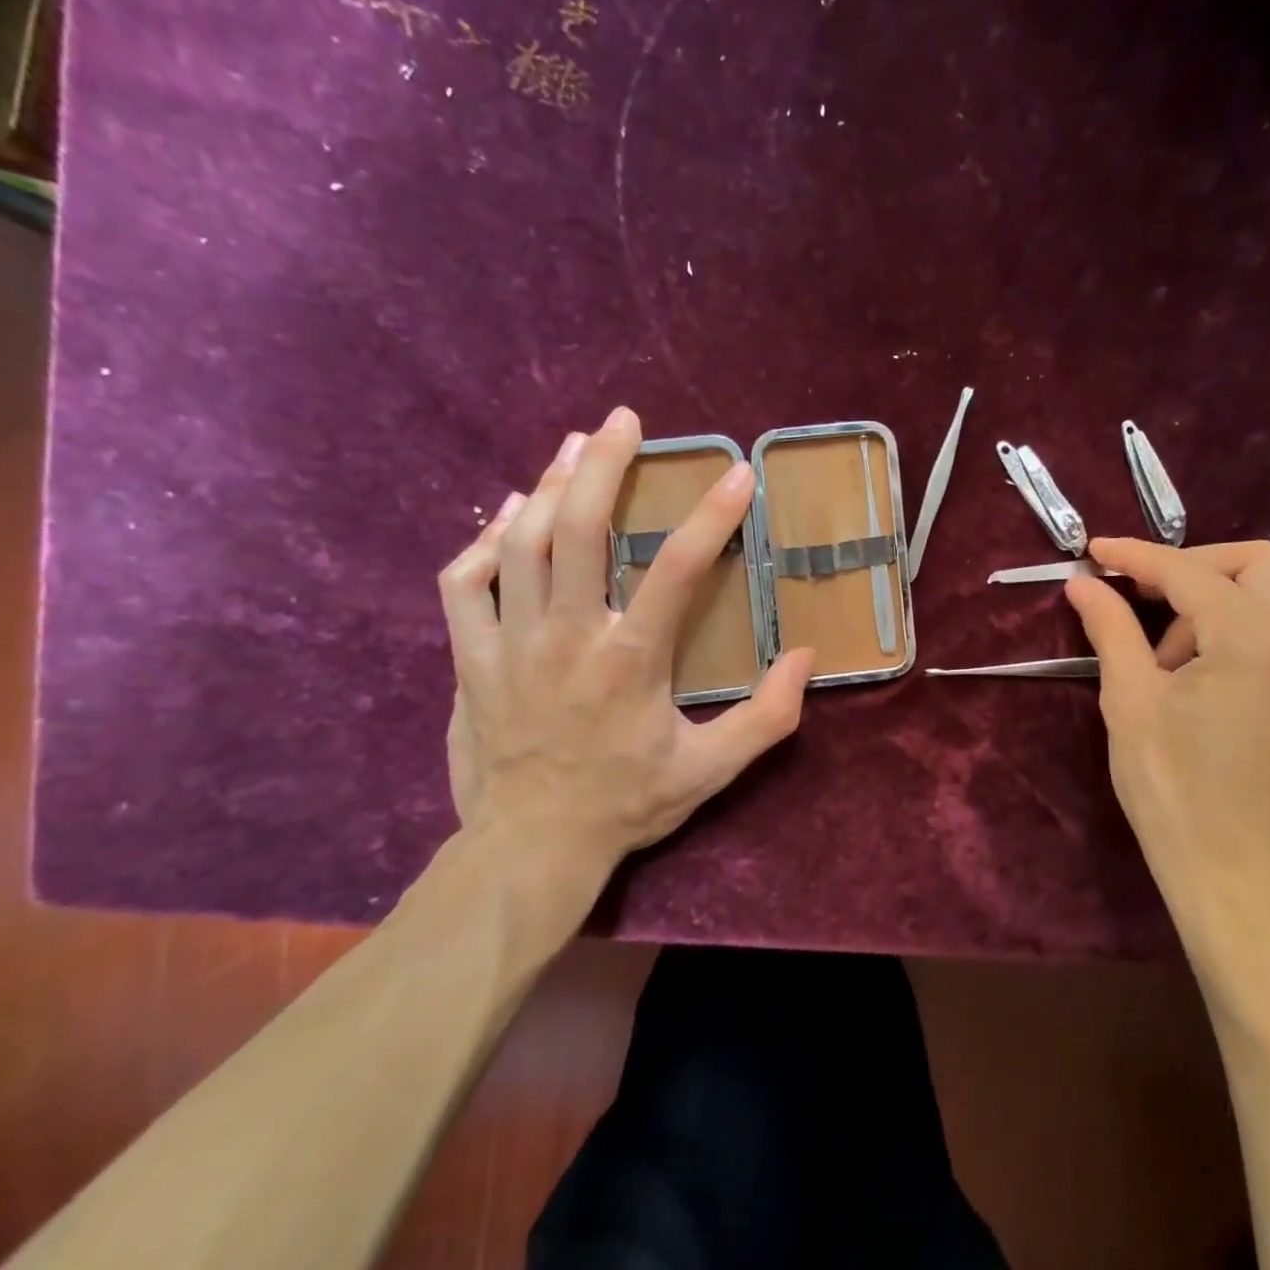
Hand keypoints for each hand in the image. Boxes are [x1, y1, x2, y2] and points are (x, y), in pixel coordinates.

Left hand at [437, 407, 814, 892]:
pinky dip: (483, 542)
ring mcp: (510, 643)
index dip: (711, 514)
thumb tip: (806, 658)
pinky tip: (507, 519)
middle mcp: (568, 636)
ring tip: (572, 446)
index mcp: (631, 660)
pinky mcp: (470, 658)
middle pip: (579, 528)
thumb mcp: (711, 771)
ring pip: (520, 542)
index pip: (676, 568)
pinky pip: (464, 583)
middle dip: (602, 464)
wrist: (530, 847)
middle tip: (623, 421)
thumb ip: (766, 717)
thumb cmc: (626, 804)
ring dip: (547, 485)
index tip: (737, 473)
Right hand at [1065, 539, 1269, 958]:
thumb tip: (1084, 584)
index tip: (1092, 552)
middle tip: (1138, 600)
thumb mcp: (1130, 702)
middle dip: (1189, 568)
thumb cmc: (1175, 790)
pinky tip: (1196, 676)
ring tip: (1164, 662)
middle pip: (1252, 563)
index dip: (1135, 557)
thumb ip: (1110, 630)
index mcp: (1255, 639)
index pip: (1189, 572)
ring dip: (1211, 603)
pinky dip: (1234, 630)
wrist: (1239, 876)